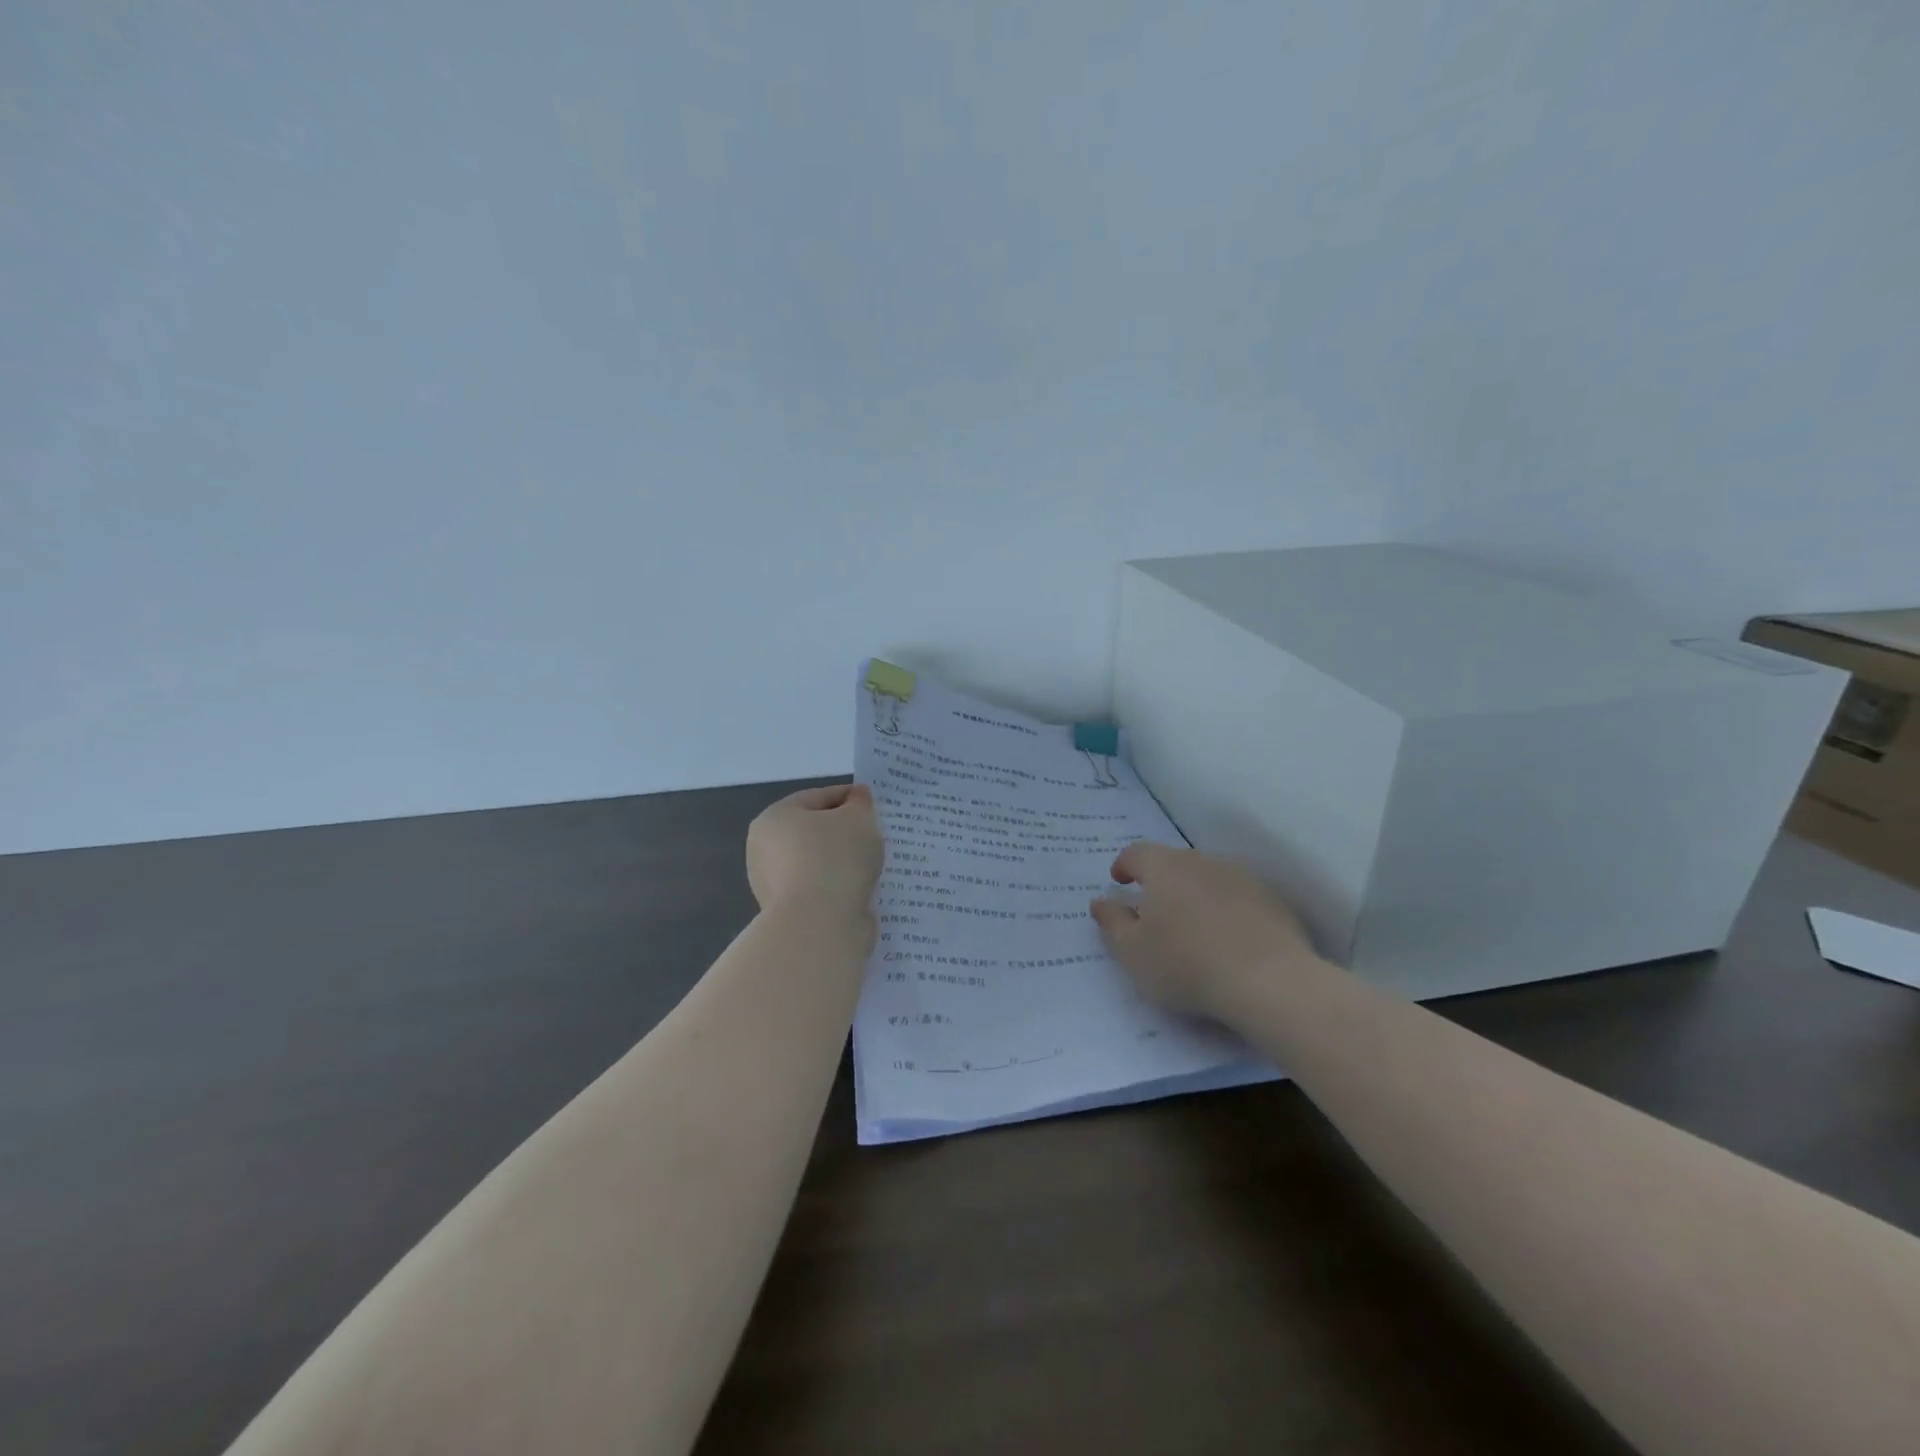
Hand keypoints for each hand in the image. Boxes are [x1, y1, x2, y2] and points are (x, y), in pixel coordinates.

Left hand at [747, 783, 884, 922]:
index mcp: (774, 818)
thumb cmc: (835, 858)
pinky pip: (823, 889)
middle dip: (844, 831)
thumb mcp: (858, 818)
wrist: (820, 925)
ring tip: (875, 862)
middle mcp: (765, 850)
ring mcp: (774, 885)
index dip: (848, 796)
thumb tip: (856, 798)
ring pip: (819, 862)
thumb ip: (860, 804)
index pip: (816, 797)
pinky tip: (864, 886)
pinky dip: (841, 886)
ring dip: (844, 861)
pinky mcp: (791, 913)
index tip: (874, 803)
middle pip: (814, 831)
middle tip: (876, 833)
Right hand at [1089, 841, 1322, 1020]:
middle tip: (1154, 910)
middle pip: (1174, 863)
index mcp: (1164, 867)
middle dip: (1161, 881)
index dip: (1124, 865)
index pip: (1137, 853)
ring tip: (1192, 927)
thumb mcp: (1132, 952)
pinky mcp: (1272, 901)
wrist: (1270, 981)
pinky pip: (1239, 899)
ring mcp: (1242, 878)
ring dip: (1195, 895)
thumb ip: (1112, 923)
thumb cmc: (1186, 964)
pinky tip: (1228, 940)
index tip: (1119, 882)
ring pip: (1208, 878)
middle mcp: (1202, 862)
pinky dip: (1227, 911)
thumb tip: (1101, 901)